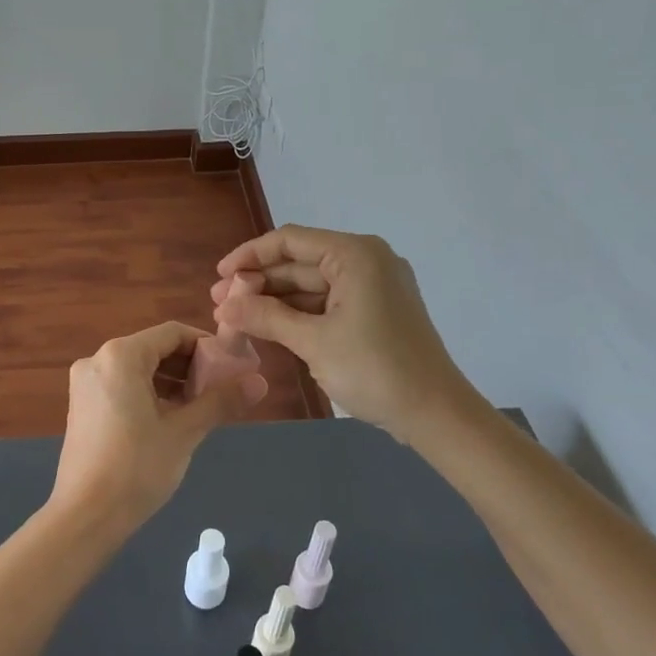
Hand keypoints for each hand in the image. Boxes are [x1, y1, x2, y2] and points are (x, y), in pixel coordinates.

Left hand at [50, 321, 267, 535]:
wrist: (85, 516)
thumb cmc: (137, 468)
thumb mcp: (184, 432)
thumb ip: (221, 401)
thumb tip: (261, 382)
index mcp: (120, 356)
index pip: (172, 334)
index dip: (206, 346)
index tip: (232, 366)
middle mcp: (97, 360)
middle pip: (153, 349)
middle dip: (189, 366)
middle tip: (221, 389)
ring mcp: (86, 383)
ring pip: (138, 369)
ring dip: (170, 382)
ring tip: (200, 407)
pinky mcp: (82, 406)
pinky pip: (122, 386)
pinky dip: (148, 394)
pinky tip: (170, 419)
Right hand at [212, 226, 486, 442]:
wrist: (436, 414)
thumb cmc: (375, 369)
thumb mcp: (313, 342)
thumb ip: (265, 317)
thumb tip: (224, 307)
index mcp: (354, 255)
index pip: (289, 241)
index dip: (249, 256)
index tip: (219, 277)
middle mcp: (365, 261)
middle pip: (299, 262)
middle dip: (259, 283)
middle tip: (220, 304)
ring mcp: (373, 287)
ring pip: (311, 285)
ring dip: (275, 301)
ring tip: (236, 318)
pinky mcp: (376, 311)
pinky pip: (327, 303)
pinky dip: (298, 314)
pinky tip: (268, 326)